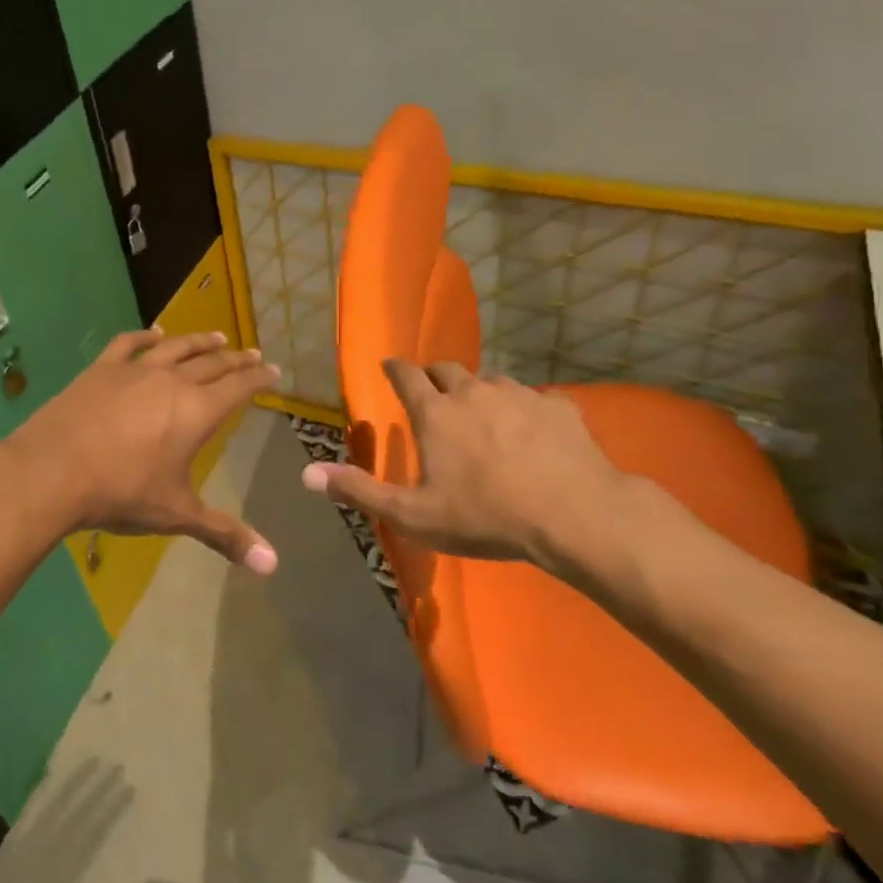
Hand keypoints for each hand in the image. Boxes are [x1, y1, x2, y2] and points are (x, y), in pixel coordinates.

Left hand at [5, 329, 281, 573]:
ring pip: (176, 348)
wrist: (53, 472)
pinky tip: (153, 334)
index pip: (239, 387)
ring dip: (199, 341)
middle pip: (212, 363)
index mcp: (197, 412)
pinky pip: (128, 344)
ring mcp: (134, 371)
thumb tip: (273, 565)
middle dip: (236, 359)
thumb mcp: (177, 515)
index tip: (273, 369)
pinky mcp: (101, 370)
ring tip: (216, 336)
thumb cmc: (122, 493)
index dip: (259, 378)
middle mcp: (172, 382)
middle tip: (253, 354)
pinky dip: (144, 336)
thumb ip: (225, 535)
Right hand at [299, 359, 634, 576]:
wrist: (574, 515)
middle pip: (447, 369)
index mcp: (435, 413)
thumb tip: (308, 474)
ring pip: (491, 381)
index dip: (394, 368)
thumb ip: (360, 491)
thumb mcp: (414, 515)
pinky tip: (530, 431)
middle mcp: (473, 391)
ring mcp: (519, 395)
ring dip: (479, 392)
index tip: (388, 366)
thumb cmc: (485, 516)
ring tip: (481, 414)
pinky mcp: (558, 407)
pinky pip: (533, 398)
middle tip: (432, 392)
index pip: (405, 375)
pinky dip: (522, 409)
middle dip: (434, 376)